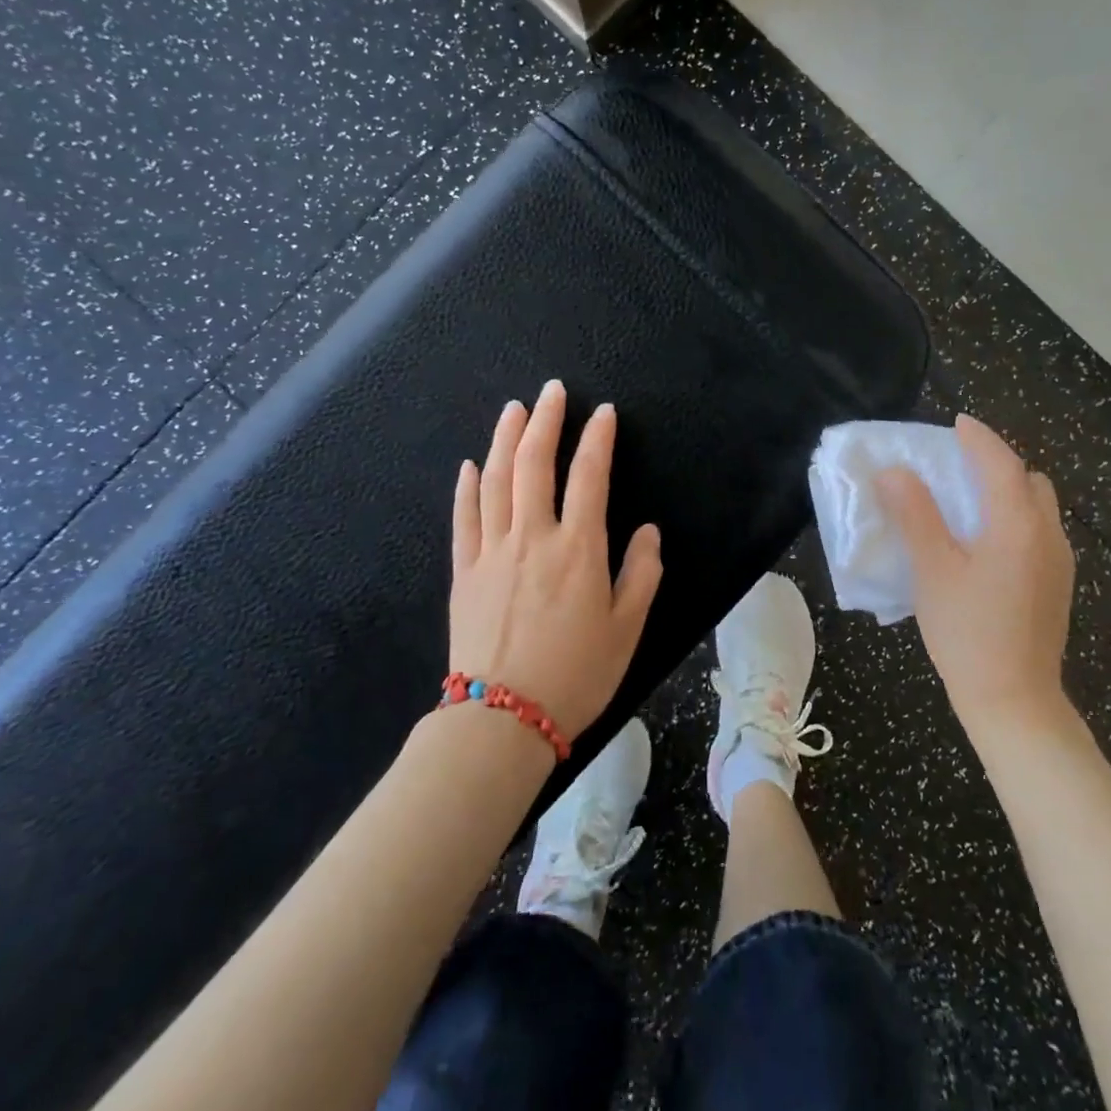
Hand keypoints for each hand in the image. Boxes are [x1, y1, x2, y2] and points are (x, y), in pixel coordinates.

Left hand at [450, 380, 662, 742]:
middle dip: (545, 421)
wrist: (501, 720)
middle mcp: (533, 537)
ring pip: (497, 481)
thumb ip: (641, 574)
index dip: (597, 439)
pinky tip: (471, 465)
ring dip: (506, 439)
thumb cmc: (576, 674)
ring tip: (514, 409)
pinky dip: (467, 487)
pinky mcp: (463, 571)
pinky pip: (464, 518)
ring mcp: (491, 552)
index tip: (603, 413)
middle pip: (535, 464)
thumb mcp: (627, 629)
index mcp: (578, 549)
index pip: (589, 477)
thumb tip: (647, 532)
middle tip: (552, 390)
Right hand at [879, 414, 1077, 742]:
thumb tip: (894, 471)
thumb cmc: (967, 632)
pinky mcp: (1059, 584)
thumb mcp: (932, 570)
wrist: (1015, 701)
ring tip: (968, 501)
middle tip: (958, 465)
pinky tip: (986, 542)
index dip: (978, 438)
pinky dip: (1015, 517)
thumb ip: (915, 514)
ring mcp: (1059, 561)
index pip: (1001, 463)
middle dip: (997, 462)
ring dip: (1008, 491)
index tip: (957, 422)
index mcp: (1018, 525)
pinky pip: (1039, 531)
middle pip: (1029, 480)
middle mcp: (1048, 534)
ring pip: (1038, 506)